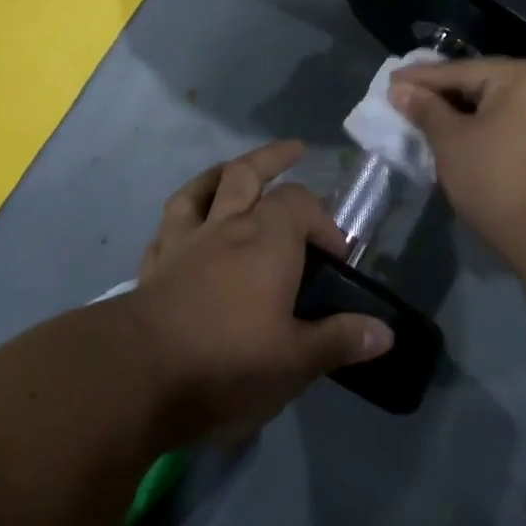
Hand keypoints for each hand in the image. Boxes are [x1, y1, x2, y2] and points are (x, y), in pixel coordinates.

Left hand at [130, 140, 393, 443]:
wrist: (139, 374)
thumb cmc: (228, 360)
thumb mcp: (296, 360)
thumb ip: (340, 340)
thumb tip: (385, 332)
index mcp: (269, 239)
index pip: (302, 204)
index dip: (324, 222)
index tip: (337, 255)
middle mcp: (227, 226)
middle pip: (249, 173)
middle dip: (275, 159)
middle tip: (294, 151)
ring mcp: (186, 241)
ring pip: (202, 188)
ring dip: (221, 173)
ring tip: (234, 169)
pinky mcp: (154, 264)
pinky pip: (168, 226)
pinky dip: (182, 217)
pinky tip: (184, 225)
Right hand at [389, 58, 525, 253]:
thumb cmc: (498, 180)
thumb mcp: (452, 142)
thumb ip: (426, 110)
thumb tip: (401, 89)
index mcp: (523, 75)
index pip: (460, 71)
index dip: (420, 79)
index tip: (389, 82)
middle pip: (482, 83)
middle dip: (443, 95)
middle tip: (405, 99)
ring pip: (498, 105)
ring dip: (463, 112)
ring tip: (427, 118)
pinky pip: (513, 122)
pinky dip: (486, 127)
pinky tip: (461, 135)